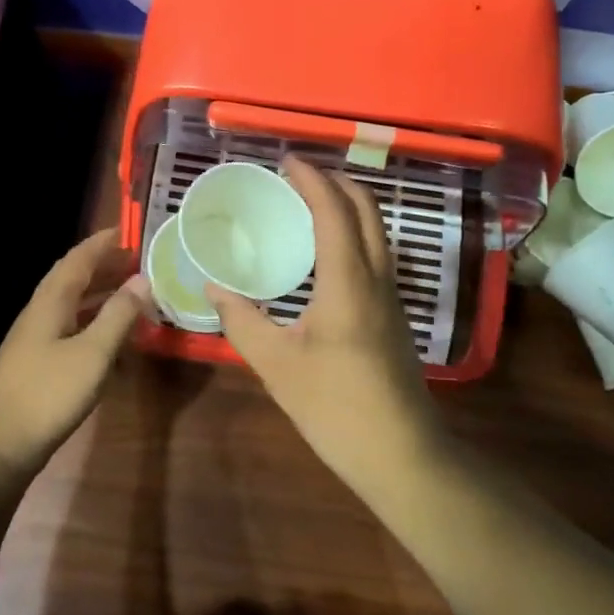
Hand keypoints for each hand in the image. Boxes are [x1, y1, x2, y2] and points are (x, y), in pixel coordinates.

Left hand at [0, 228, 149, 481]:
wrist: (0, 448)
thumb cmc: (48, 395)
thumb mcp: (92, 354)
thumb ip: (118, 315)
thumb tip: (142, 280)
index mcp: (49, 302)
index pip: (78, 259)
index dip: (102, 243)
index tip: (130, 229)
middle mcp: (40, 313)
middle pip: (74, 279)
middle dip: (106, 266)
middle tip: (141, 260)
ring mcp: (36, 339)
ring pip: (73, 304)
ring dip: (102, 293)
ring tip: (134, 290)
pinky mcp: (39, 363)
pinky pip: (72, 327)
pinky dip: (96, 320)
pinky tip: (114, 334)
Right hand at [207, 157, 438, 480]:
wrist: (401, 454)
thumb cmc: (336, 407)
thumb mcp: (277, 365)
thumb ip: (242, 321)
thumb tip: (212, 288)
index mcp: (348, 281)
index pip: (334, 210)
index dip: (311, 179)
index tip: (286, 161)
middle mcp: (377, 277)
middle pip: (367, 210)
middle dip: (336, 181)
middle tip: (299, 176)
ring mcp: (392, 296)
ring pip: (378, 231)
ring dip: (349, 206)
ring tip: (311, 204)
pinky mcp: (394, 315)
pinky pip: (377, 255)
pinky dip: (354, 234)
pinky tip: (327, 255)